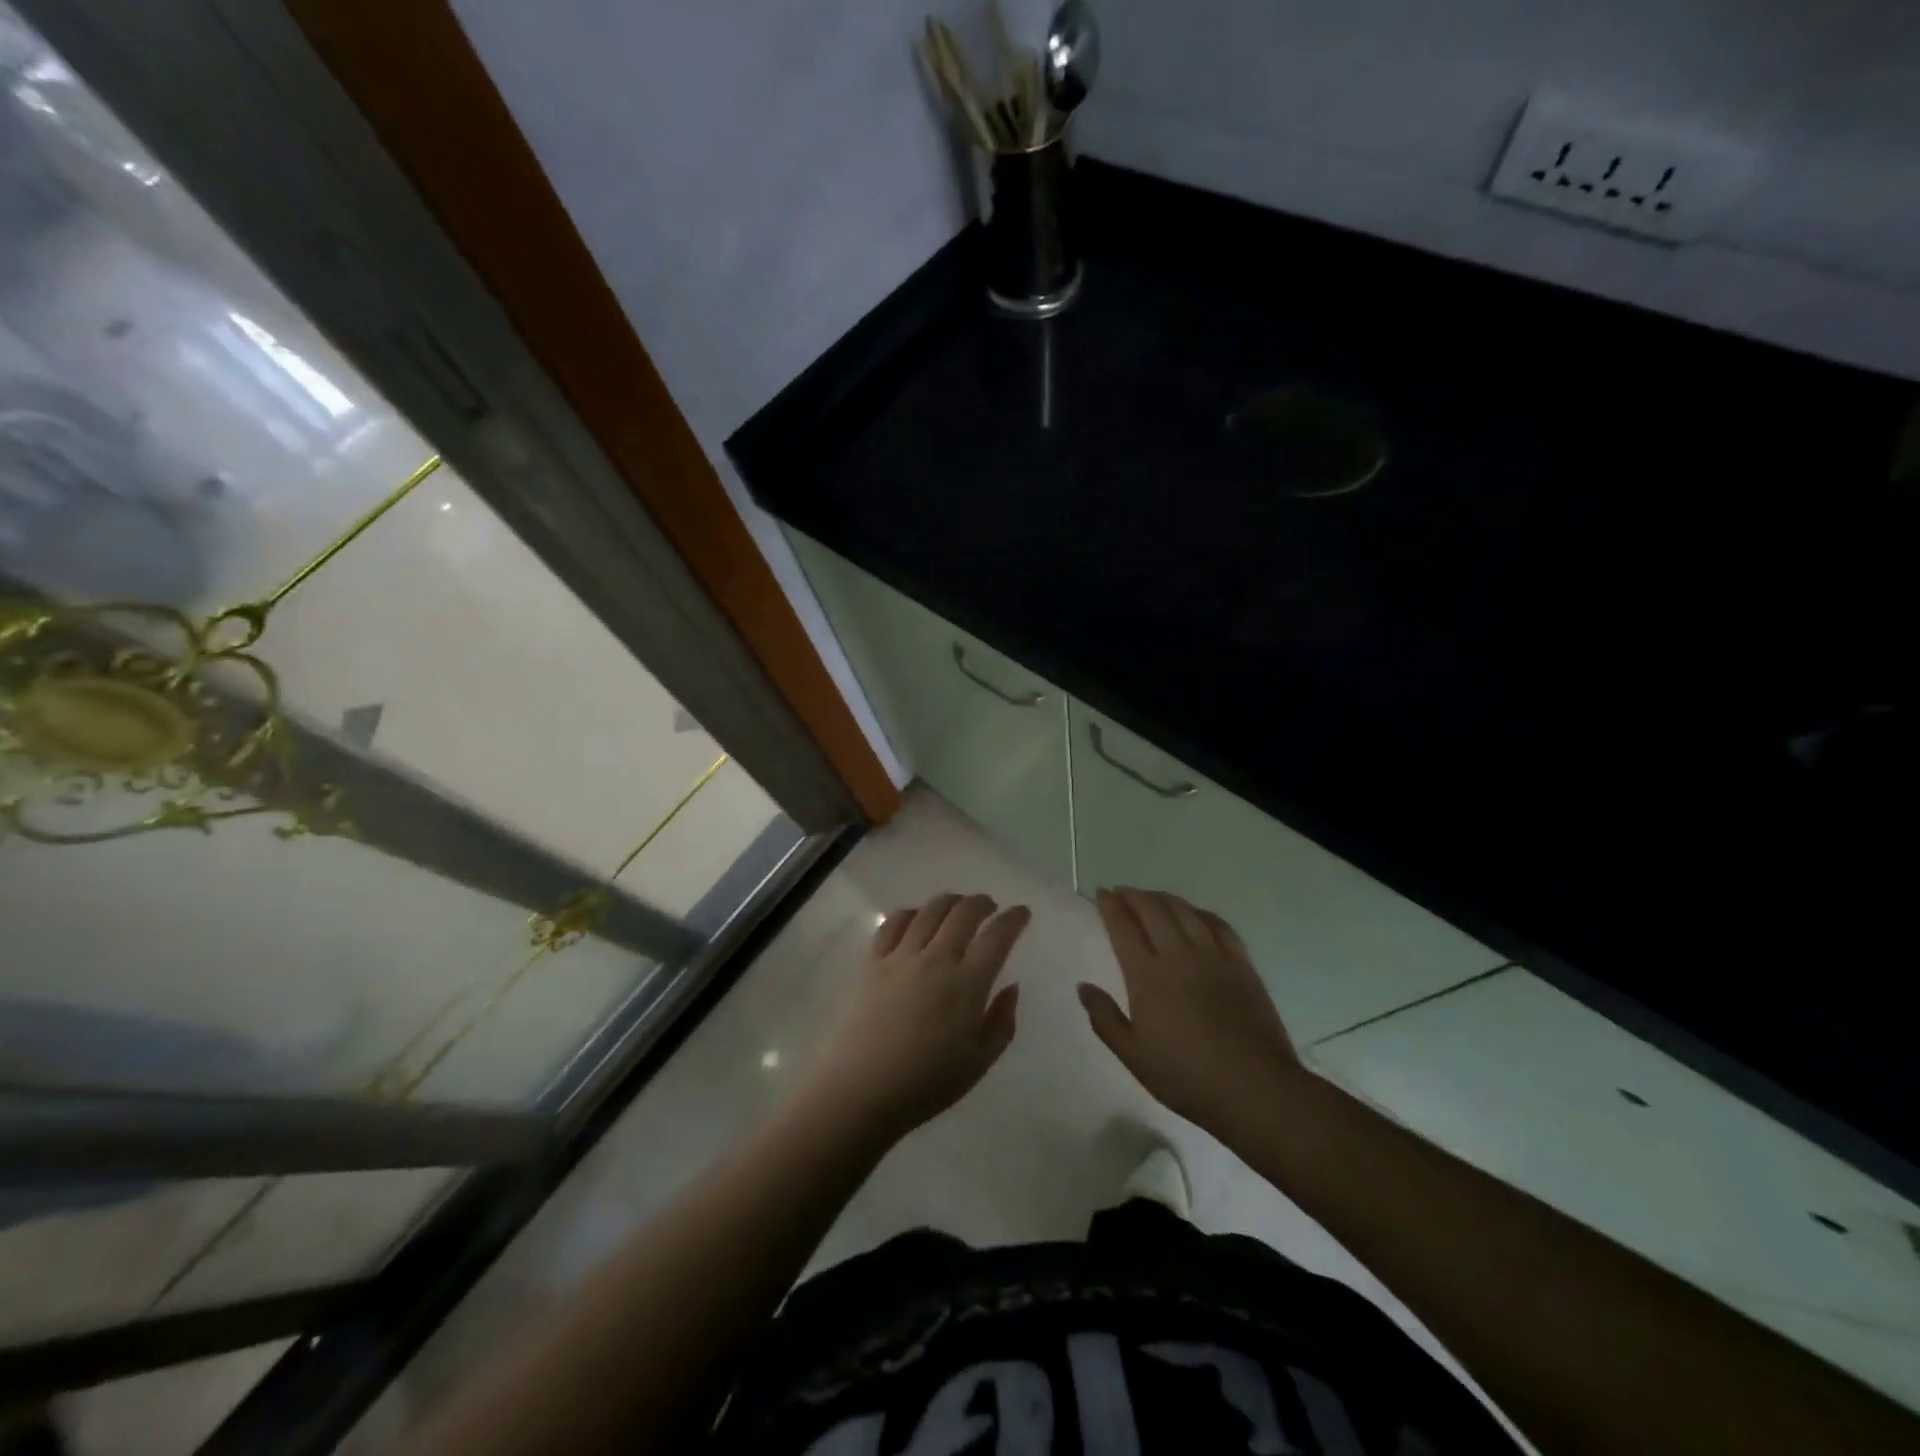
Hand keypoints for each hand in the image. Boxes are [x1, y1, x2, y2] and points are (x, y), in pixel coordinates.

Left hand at [802, 893, 1029, 1139]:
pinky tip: (915, 918)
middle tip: (990, 906)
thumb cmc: (926, 1084)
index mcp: (967, 984)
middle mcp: (936, 959)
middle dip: (982, 903)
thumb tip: (1012, 986)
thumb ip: (1002, 1022)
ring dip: (949, 901)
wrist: (861, 1091)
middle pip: (963, 913)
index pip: (997, 937)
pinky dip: (909, 913)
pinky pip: (892, 923)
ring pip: (929, 911)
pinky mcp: (872, 961)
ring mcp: (900, 957)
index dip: (1014, 919)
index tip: (1021, 913)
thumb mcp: (979, 1062)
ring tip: (957, 906)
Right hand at [1079, 888, 1302, 1136]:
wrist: (1254, 1088)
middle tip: (1121, 892)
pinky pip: (1219, 925)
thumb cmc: (1186, 1076)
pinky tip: (1195, 914)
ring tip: (1152, 897)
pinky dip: (1201, 913)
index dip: (1110, 906)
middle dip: (1134, 896)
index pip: (1123, 928)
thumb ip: (1105, 1019)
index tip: (1101, 894)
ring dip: (1164, 898)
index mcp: (1148, 976)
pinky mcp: (1242, 964)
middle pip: (1153, 910)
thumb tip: (1083, 987)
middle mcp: (1179, 955)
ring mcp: (1214, 956)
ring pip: (1185, 911)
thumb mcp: (1133, 1056)